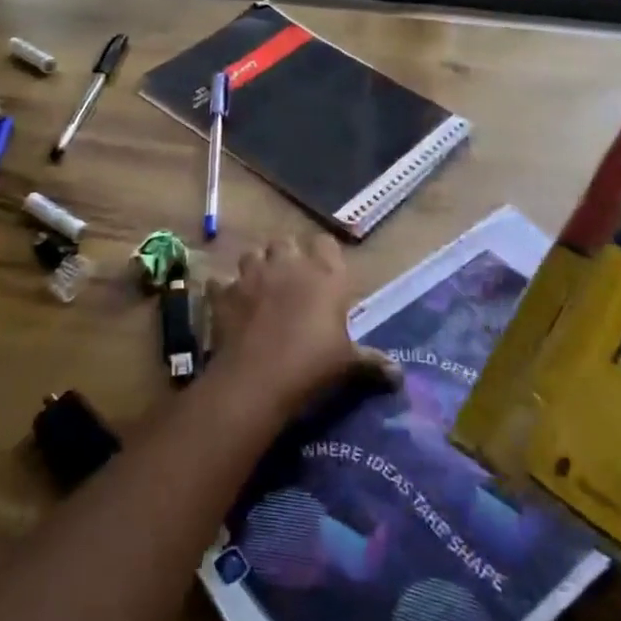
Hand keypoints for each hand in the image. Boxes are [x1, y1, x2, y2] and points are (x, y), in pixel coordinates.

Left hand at [208, 234, 399, 419]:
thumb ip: (372, 363)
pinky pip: (220, 283)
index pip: (325, 243)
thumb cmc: (313, 365)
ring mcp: (251, 275)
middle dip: (286, 256)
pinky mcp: (223, 293)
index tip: (325, 273)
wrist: (257, 378)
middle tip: (290, 280)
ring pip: (251, 254)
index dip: (323, 255)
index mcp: (324, 274)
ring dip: (255, 267)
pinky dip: (223, 291)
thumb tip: (400, 376)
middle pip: (285, 242)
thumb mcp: (349, 365)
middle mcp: (288, 265)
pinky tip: (228, 305)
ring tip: (259, 288)